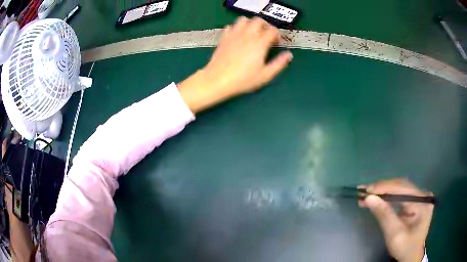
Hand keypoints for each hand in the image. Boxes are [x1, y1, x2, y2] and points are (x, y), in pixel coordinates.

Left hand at [178, 17, 292, 112]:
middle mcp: (247, 35)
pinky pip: (230, 26)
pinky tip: (238, 37)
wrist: (218, 80)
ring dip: (250, 23)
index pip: (272, 30)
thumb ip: (279, 64)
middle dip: (265, 25)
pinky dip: (236, 28)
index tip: (277, 42)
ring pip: (243, 19)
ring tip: (252, 33)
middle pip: (258, 20)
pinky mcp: (224, 37)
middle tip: (266, 35)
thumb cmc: (243, 79)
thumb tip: (289, 55)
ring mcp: (234, 34)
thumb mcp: (265, 75)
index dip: (277, 34)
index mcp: (260, 43)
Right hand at [359, 178, 432, 261]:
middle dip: (382, 188)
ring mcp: (419, 197)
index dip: (384, 187)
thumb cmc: (404, 248)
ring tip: (366, 194)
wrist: (411, 256)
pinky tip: (377, 197)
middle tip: (363, 191)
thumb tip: (369, 198)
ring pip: (399, 189)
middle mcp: (423, 195)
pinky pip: (400, 195)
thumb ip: (384, 215)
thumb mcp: (394, 235)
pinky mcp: (414, 201)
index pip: (403, 189)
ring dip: (383, 192)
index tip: (366, 190)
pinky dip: (387, 197)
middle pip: (401, 186)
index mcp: (422, 202)